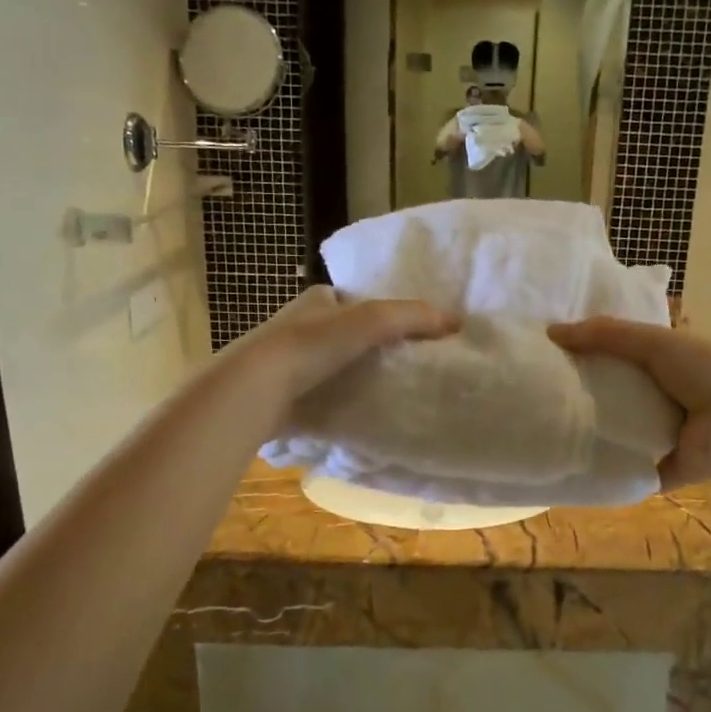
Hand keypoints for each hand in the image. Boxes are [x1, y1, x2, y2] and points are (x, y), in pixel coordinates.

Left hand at [232, 286, 455, 405]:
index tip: (405, 337)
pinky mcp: (278, 392)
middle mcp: (297, 324)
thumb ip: (412, 317)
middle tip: (399, 368)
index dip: (379, 314)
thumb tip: (455, 322)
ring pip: (328, 364)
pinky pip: (316, 393)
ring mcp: (284, 360)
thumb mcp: (372, 321)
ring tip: (382, 392)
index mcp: (316, 299)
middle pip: (342, 333)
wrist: (255, 389)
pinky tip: (352, 412)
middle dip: (364, 348)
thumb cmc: (312, 345)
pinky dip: (333, 400)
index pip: (354, 302)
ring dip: (349, 375)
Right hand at [548, 318, 710, 488]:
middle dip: (589, 392)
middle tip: (546, 392)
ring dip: (594, 430)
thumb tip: (551, 332)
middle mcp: (668, 398)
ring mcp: (666, 435)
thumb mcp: (653, 342)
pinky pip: (628, 467)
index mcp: (672, 363)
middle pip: (619, 393)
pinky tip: (571, 462)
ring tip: (550, 425)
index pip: (626, 355)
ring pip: (620, 431)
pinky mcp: (663, 468)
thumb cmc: (702, 373)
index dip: (595, 352)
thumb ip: (605, 334)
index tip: (557, 355)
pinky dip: (606, 466)